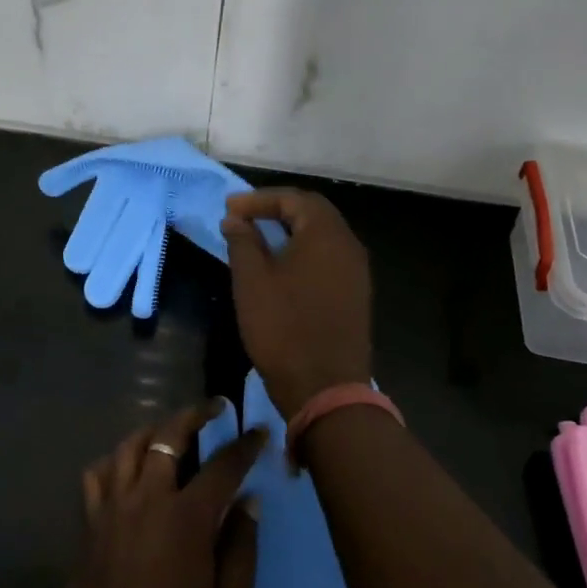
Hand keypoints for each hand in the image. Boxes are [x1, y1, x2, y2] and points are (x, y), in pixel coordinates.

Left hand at [57, 405, 267, 587]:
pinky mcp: (91, 521)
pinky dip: (114, 459)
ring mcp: (114, 506)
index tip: (258, 432)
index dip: (244, 445)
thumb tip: (250, 502)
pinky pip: (98, 472)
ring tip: (171, 428)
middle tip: (214, 408)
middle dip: (195, 414)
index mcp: (187, 518)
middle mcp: (148, 498)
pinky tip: (126, 464)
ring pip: (131, 445)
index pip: (222, 465)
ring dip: (155, 429)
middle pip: (170, 435)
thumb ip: (242, 550)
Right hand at [220, 189, 372, 418]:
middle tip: (244, 216)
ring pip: (322, 236)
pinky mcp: (356, 295)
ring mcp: (357, 272)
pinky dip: (303, 251)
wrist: (325, 388)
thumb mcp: (252, 281)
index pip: (294, 198)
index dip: (259, 199)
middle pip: (313, 212)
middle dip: (277, 209)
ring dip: (291, 230)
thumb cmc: (283, 328)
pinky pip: (329, 258)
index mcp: (326, 234)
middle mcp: (348, 245)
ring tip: (258, 237)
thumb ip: (243, 242)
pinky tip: (282, 265)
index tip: (229, 208)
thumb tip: (235, 219)